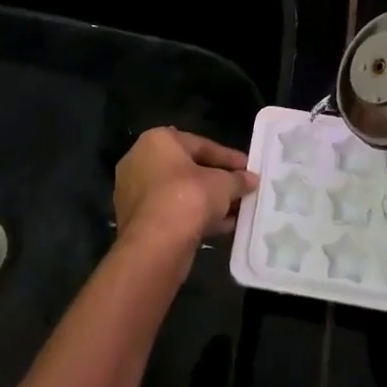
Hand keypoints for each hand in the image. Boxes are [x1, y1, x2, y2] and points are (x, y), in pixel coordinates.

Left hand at [113, 127, 256, 257]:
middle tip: (241, 189)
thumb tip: (251, 180)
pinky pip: (172, 212)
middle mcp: (140, 161)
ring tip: (236, 211)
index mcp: (158, 141)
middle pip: (188, 169)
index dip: (228, 157)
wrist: (155, 245)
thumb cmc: (188, 198)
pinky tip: (222, 226)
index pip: (201, 145)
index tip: (248, 168)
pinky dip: (195, 217)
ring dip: (208, 201)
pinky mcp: (136, 221)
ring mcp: (135, 192)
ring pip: (180, 193)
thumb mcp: (222, 184)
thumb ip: (238, 179)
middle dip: (217, 181)